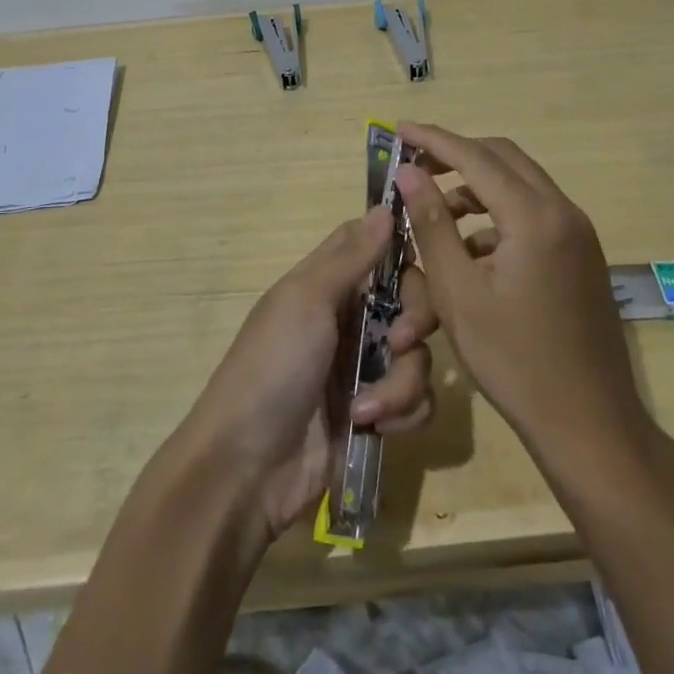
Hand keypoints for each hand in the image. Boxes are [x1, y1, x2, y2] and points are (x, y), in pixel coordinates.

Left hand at [176, 208, 438, 538]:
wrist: (246, 469)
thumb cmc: (272, 368)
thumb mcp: (306, 301)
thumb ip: (351, 256)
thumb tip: (385, 204)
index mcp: (328, 284)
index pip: (377, 246)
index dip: (403, 248)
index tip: (427, 256)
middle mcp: (351, 319)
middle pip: (411, 298)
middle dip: (415, 320)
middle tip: (399, 341)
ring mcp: (364, 368)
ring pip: (419, 355)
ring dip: (401, 383)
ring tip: (367, 409)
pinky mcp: (376, 414)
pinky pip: (417, 401)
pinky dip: (401, 414)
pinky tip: (372, 428)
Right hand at [395, 123, 645, 453]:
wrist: (590, 423)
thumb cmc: (514, 361)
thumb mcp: (459, 293)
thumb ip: (432, 223)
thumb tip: (408, 172)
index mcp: (535, 216)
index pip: (475, 157)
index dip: (433, 140)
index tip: (398, 129)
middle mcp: (563, 212)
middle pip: (503, 158)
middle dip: (456, 155)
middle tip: (415, 166)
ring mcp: (577, 233)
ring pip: (519, 186)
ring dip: (475, 188)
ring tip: (434, 214)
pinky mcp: (580, 255)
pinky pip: (533, 215)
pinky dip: (497, 216)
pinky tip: (468, 250)